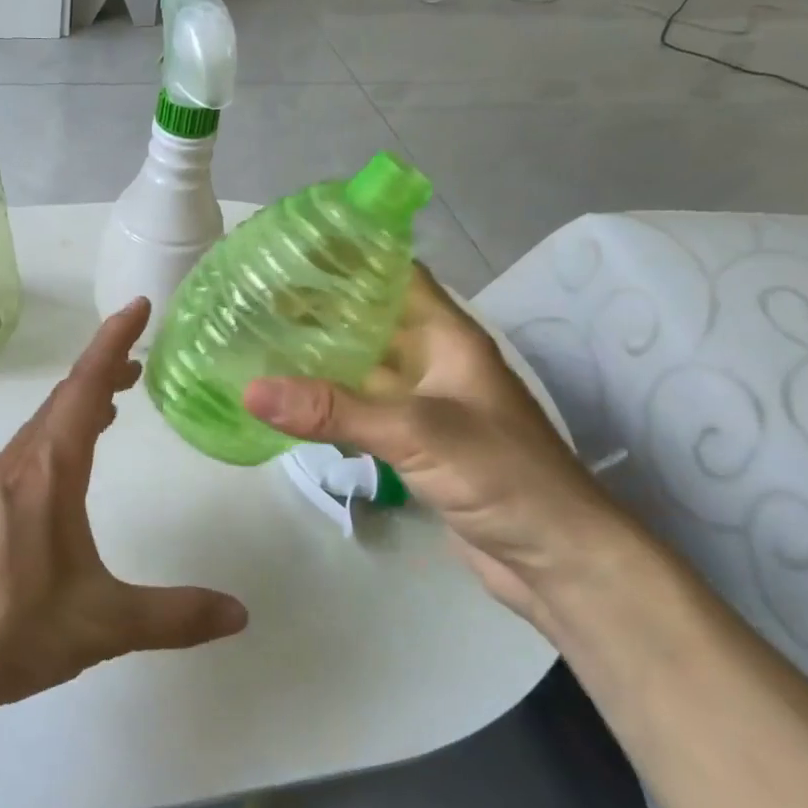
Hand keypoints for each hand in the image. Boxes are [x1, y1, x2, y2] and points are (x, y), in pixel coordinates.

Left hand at [0, 298, 248, 722]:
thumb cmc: (6, 628)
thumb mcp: (101, 624)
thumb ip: (173, 616)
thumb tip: (240, 613)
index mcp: (49, 471)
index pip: (86, 387)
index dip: (114, 341)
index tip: (138, 306)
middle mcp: (19, 465)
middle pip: (65, 398)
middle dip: (104, 369)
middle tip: (140, 359)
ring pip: (44, 425)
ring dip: (80, 402)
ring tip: (115, 402)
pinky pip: (29, 451)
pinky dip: (59, 435)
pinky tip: (68, 467)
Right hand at [243, 265, 621, 616]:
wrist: (557, 558)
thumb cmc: (502, 475)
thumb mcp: (417, 433)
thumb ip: (334, 411)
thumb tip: (250, 390)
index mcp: (446, 336)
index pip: (394, 274)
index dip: (347, 256)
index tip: (289, 249)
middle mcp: (432, 361)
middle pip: (368, 319)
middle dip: (317, 307)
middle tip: (253, 297)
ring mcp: (421, 403)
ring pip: (360, 365)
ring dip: (316, 355)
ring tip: (256, 340)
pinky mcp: (412, 442)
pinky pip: (360, 407)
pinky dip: (325, 400)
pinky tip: (286, 399)